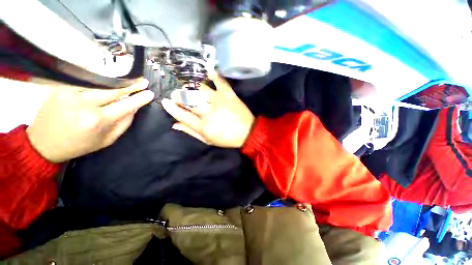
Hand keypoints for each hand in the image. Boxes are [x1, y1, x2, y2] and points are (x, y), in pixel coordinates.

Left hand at [26, 79, 153, 162]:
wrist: (43, 143)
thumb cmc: (79, 145)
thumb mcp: (106, 140)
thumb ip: (123, 123)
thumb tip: (134, 108)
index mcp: (97, 121)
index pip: (125, 106)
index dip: (139, 99)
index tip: (150, 93)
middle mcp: (84, 104)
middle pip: (113, 90)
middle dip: (130, 85)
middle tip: (143, 81)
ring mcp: (70, 93)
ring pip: (99, 82)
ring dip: (116, 80)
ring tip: (128, 78)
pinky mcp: (60, 88)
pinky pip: (83, 79)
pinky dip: (97, 76)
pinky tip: (107, 75)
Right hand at [162, 74, 254, 147]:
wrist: (248, 133)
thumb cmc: (227, 138)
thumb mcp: (208, 140)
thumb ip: (191, 132)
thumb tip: (175, 124)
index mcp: (203, 126)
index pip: (181, 114)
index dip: (171, 107)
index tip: (165, 101)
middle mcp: (208, 111)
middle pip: (187, 99)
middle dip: (178, 96)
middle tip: (176, 94)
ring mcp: (219, 101)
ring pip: (199, 89)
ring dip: (190, 86)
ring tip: (187, 86)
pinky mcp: (229, 94)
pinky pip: (219, 81)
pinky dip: (213, 74)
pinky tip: (208, 71)